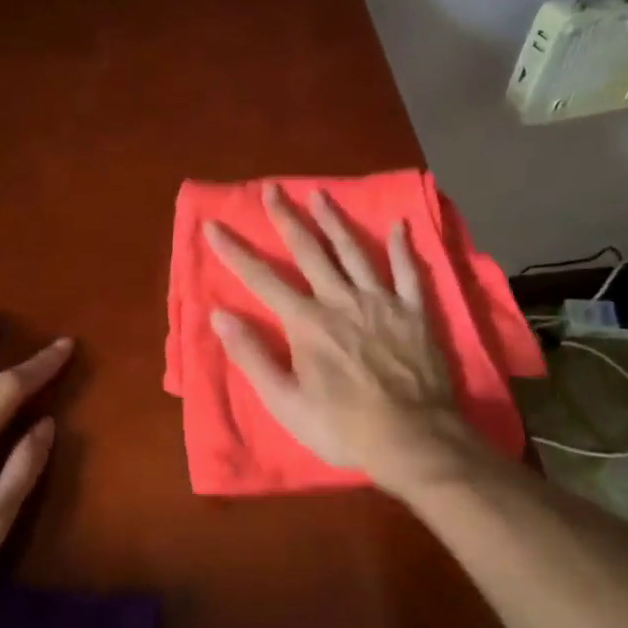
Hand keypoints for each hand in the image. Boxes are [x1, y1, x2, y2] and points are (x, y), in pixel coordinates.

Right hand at [204, 184, 489, 500]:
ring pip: (353, 251)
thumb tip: (220, 315)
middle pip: (309, 251)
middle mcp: (340, 300)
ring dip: (334, 221)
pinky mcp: (414, 312)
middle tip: (271, 189)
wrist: (412, 439)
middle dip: (286, 218)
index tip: (214, 225)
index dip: (234, 251)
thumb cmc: (342, 426)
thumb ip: (253, 356)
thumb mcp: (285, 402)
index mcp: (307, 322)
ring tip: (320, 194)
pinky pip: (408, 272)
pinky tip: (398, 226)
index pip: (261, 279)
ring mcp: (380, 302)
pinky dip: (402, 248)